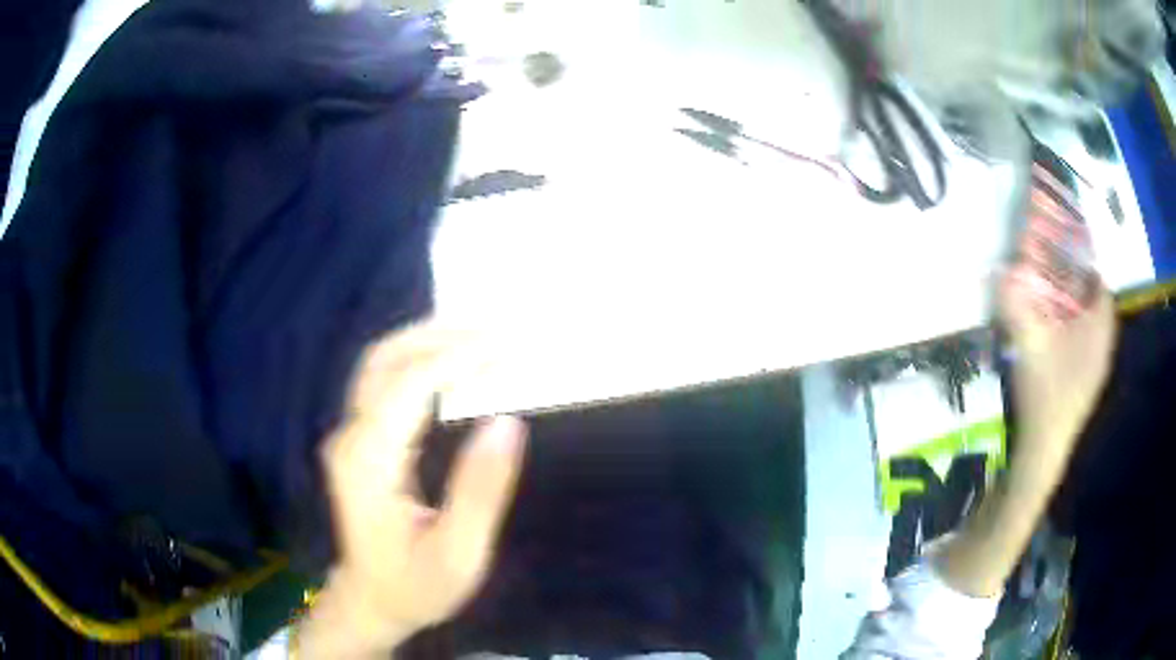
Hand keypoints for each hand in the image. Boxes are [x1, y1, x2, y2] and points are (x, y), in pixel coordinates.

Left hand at [301, 322, 527, 655]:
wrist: (370, 602)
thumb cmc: (415, 587)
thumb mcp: (458, 554)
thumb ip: (479, 490)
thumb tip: (507, 422)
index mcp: (368, 464)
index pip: (408, 387)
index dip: (457, 358)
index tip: (507, 345)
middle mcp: (350, 439)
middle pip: (384, 360)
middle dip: (440, 335)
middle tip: (497, 327)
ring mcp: (350, 437)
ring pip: (380, 365)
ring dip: (429, 341)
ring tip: (481, 336)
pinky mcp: (359, 441)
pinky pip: (386, 384)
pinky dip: (422, 362)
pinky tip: (453, 364)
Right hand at [932, 271, 1115, 598]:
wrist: (1043, 454)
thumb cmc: (1045, 397)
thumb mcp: (1029, 347)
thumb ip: (1017, 307)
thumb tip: (1000, 271)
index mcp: (1099, 330)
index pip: (1100, 282)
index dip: (1085, 260)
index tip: (1063, 246)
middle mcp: (1103, 344)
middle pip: (1095, 300)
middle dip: (1076, 280)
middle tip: (1050, 266)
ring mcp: (1096, 367)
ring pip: (1090, 323)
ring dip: (1073, 306)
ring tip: (1049, 295)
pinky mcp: (1085, 383)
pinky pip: (1084, 343)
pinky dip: (1072, 330)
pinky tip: (1052, 333)